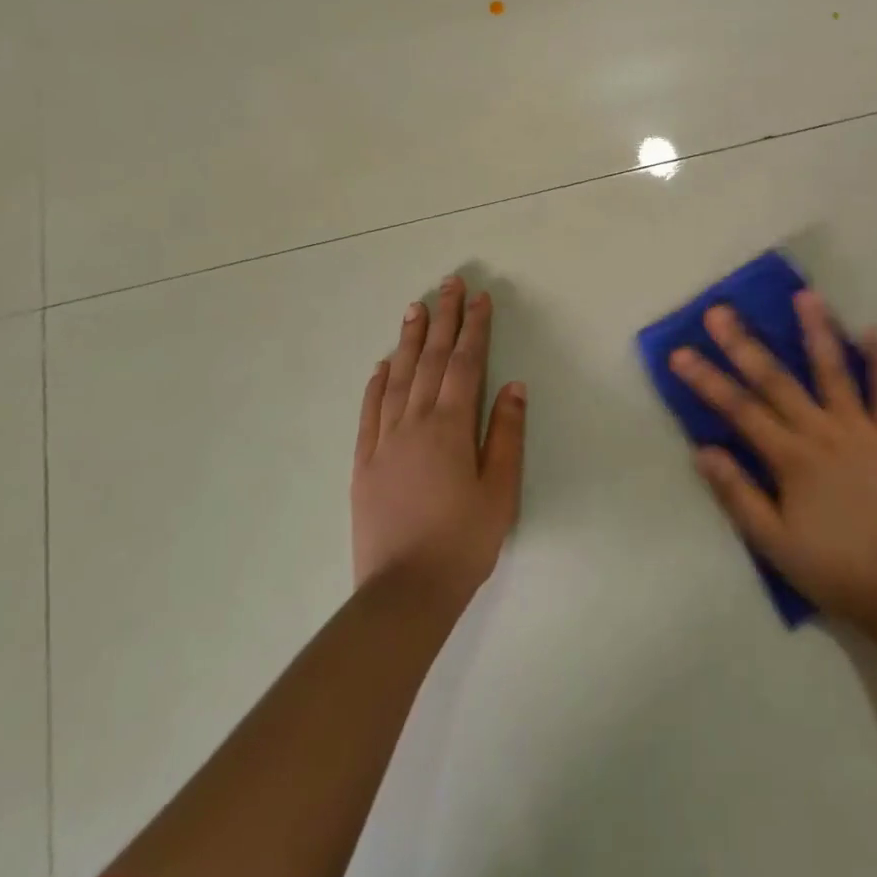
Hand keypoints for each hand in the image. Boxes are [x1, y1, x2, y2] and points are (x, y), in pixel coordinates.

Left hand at [352, 277, 525, 600]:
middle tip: (448, 284)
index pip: (465, 364)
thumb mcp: (500, 490)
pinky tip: (381, 365)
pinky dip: (376, 383)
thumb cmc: (463, 541)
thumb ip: (506, 434)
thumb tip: (513, 385)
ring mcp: (384, 441)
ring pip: (397, 378)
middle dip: (442, 319)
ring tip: (415, 308)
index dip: (474, 329)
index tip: (480, 298)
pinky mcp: (364, 463)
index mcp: (451, 427)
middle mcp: (415, 423)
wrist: (404, 592)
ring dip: (408, 340)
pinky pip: (369, 412)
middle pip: (430, 360)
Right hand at [670, 291, 876, 623]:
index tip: (681, 352)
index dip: (707, 380)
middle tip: (720, 311)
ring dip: (817, 332)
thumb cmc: (830, 567)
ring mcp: (860, 430)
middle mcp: (821, 432)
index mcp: (790, 457)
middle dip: (743, 345)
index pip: (739, 410)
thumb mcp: (772, 541)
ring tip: (805, 295)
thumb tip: (703, 451)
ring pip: (834, 372)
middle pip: (776, 380)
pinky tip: (875, 330)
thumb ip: (738, 493)